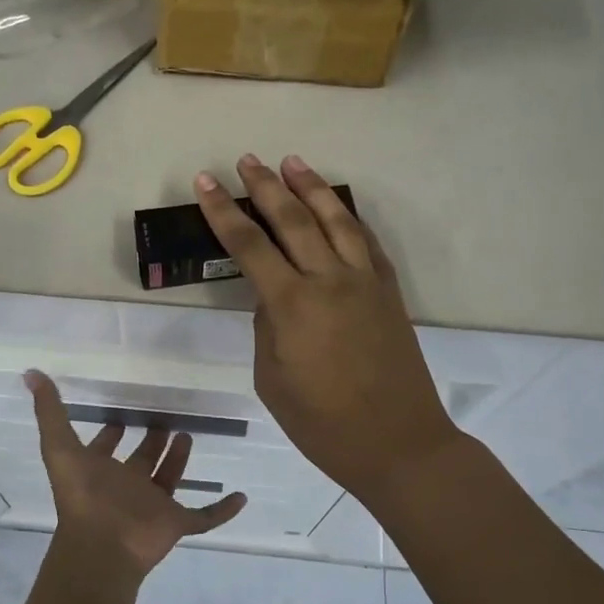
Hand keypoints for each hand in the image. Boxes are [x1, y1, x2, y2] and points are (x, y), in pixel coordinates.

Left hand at [26, 370, 245, 575]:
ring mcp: (152, 506)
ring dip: (179, 460)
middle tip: (165, 419)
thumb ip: (49, 410)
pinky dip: (222, 509)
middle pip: (142, 461)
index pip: (105, 449)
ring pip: (169, 480)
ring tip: (189, 434)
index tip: (120, 417)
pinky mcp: (175, 523)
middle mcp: (126, 487)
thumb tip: (30, 373)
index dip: (110, 435)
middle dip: (151, 442)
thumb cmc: (82, 495)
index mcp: (100, 471)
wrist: (102, 545)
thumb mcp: (60, 445)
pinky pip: (204, 516)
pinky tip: (241, 496)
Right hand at [195, 154, 463, 499]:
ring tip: (292, 162)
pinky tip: (336, 206)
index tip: (205, 182)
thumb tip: (272, 296)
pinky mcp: (388, 291)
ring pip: (335, 220)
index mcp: (292, 305)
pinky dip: (348, 217)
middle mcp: (329, 280)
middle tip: (246, 160)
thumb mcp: (272, 379)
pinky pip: (366, 242)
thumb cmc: (323, 423)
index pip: (248, 246)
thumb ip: (267, 327)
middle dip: (265, 186)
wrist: (399, 444)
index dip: (222, 212)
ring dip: (311, 187)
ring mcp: (364, 282)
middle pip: (293, 219)